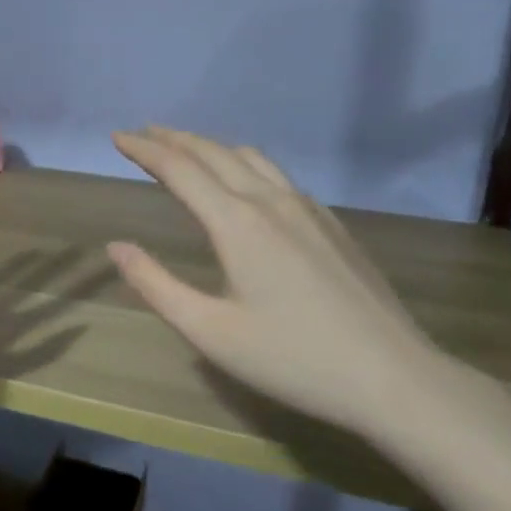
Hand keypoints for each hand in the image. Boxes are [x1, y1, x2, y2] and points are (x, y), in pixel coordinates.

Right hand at [107, 127, 461, 438]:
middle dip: (174, 139)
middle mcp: (271, 201)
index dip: (145, 150)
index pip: (180, 169)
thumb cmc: (292, 359)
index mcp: (237, 223)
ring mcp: (308, 209)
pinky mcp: (332, 224)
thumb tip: (116, 247)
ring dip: (211, 147)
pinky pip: (278, 176)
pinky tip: (245, 183)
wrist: (393, 377)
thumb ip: (156, 284)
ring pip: (251, 159)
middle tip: (144, 132)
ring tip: (187, 149)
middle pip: (215, 153)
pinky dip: (244, 164)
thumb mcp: (210, 331)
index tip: (117, 137)